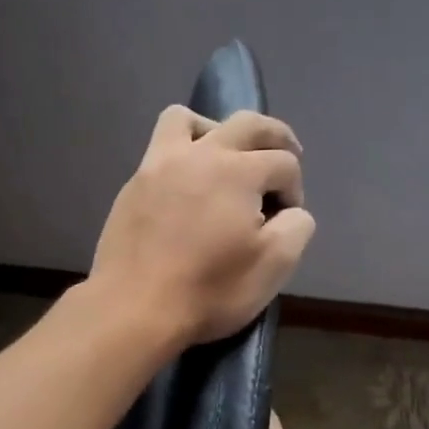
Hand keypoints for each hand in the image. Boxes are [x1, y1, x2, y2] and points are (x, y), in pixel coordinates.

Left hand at [90, 106, 315, 345]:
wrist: (132, 309)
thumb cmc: (208, 291)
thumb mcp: (274, 267)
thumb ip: (296, 227)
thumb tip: (290, 211)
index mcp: (238, 171)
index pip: (284, 163)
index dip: (295, 189)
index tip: (286, 221)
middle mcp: (199, 154)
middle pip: (247, 124)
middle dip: (276, 137)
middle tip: (287, 154)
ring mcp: (159, 165)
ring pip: (188, 119)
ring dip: (217, 129)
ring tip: (226, 157)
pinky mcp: (133, 185)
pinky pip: (161, 148)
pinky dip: (183, 153)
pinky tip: (188, 185)